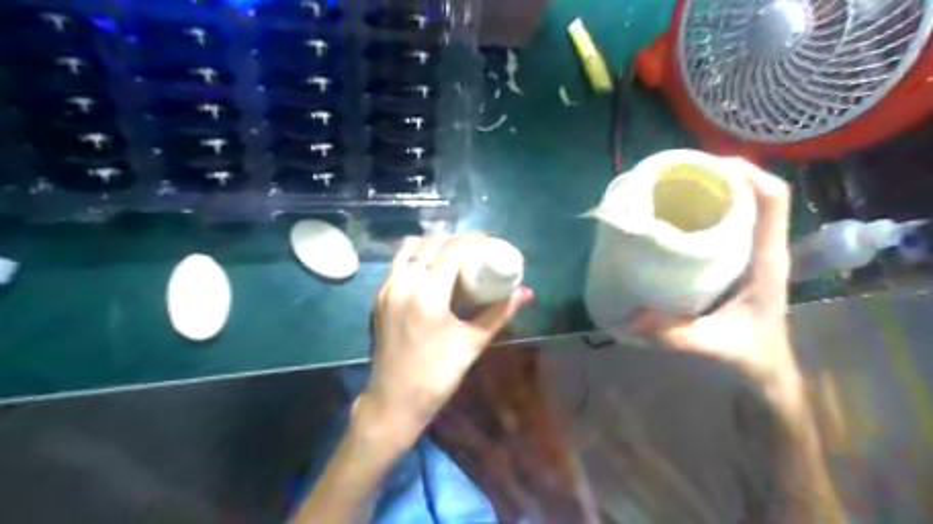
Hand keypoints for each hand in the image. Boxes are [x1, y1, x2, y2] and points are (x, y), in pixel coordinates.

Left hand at [357, 232, 530, 442]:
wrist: (393, 401)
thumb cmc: (437, 376)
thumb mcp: (472, 343)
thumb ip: (499, 313)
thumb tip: (525, 293)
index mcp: (427, 296)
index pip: (450, 251)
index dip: (471, 239)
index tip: (488, 239)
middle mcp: (403, 285)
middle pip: (430, 244)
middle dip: (454, 239)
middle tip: (474, 248)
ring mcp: (386, 289)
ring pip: (409, 249)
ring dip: (432, 244)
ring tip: (452, 254)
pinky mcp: (379, 297)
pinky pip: (398, 263)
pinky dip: (417, 256)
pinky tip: (431, 268)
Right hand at [634, 160, 802, 409]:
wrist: (765, 370)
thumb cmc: (749, 355)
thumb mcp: (713, 346)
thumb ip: (673, 335)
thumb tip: (627, 320)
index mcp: (766, 260)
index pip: (772, 200)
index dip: (745, 174)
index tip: (705, 167)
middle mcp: (761, 247)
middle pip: (753, 191)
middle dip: (719, 173)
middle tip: (677, 173)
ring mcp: (749, 251)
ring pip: (740, 202)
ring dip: (711, 187)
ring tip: (672, 185)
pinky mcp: (735, 258)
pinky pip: (726, 220)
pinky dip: (704, 208)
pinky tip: (674, 215)